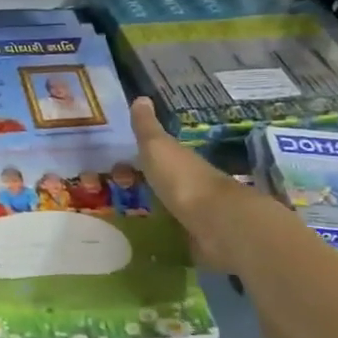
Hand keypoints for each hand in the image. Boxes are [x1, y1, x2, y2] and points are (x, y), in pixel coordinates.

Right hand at [129, 98, 257, 274]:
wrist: (216, 223)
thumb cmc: (182, 179)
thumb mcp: (157, 147)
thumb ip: (147, 127)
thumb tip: (141, 96)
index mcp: (182, 160)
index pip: (162, 154)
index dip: (144, 157)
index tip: (122, 164)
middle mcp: (193, 183)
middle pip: (168, 181)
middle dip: (151, 185)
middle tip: (124, 193)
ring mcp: (200, 213)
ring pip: (175, 207)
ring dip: (161, 210)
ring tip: (135, 219)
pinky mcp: (202, 240)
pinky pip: (181, 234)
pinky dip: (170, 235)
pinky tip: (155, 241)